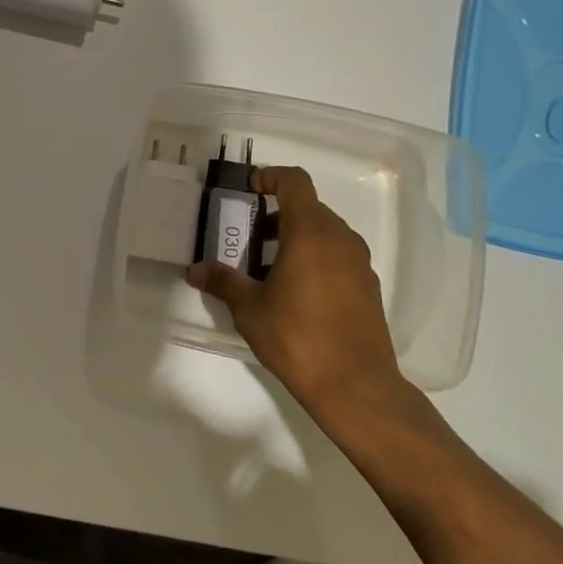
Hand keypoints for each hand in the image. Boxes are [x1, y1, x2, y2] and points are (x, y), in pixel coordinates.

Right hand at [186, 166, 406, 416]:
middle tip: (248, 237)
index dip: (271, 176)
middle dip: (276, 215)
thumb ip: (223, 281)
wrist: (357, 386)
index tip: (249, 189)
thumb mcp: (249, 309)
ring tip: (267, 269)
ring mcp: (359, 263)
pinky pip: (337, 256)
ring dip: (295, 238)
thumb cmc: (298, 337)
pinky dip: (315, 258)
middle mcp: (340, 238)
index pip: (294, 181)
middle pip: (308, 208)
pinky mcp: (368, 287)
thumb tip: (194, 269)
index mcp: (310, 232)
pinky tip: (296, 293)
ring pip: (324, 233)